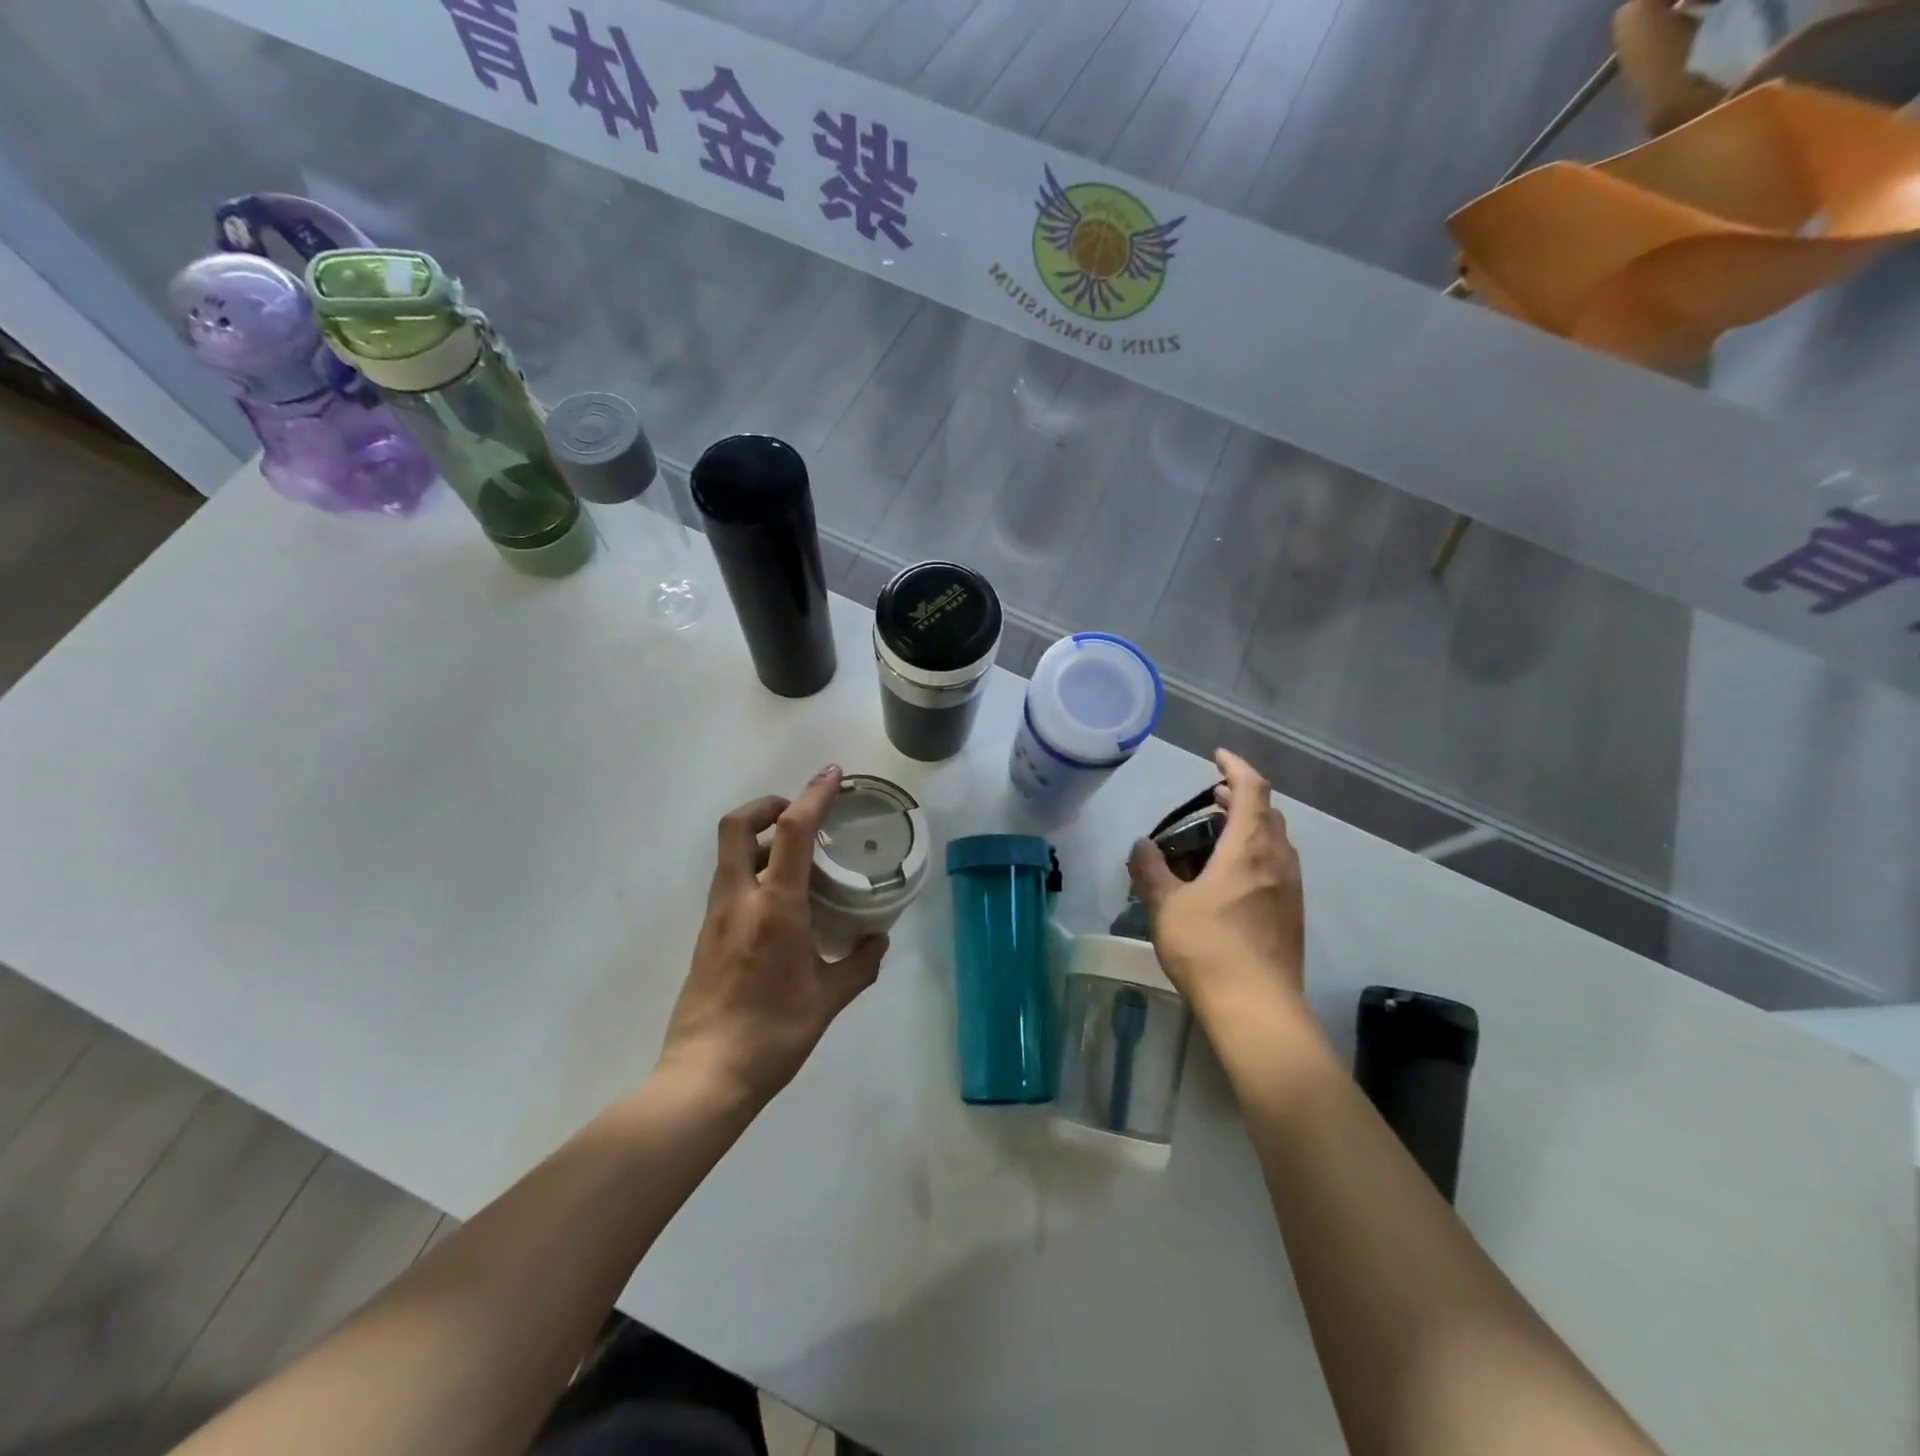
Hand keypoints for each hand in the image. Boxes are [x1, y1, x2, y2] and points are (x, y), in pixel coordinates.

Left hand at [661, 765, 888, 1106]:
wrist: (705, 1077)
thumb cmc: (773, 1035)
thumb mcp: (828, 1000)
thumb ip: (859, 964)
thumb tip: (878, 940)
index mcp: (775, 907)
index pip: (793, 831)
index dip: (814, 794)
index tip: (833, 774)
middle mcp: (739, 900)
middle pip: (739, 824)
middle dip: (770, 804)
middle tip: (802, 814)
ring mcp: (717, 916)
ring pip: (730, 852)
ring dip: (761, 837)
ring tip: (800, 858)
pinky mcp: (707, 935)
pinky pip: (730, 882)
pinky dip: (754, 869)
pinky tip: (782, 900)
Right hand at [1128, 749, 1308, 1034]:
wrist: (1257, 1008)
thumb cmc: (1207, 947)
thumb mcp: (1166, 906)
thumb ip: (1150, 870)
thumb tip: (1141, 845)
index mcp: (1248, 848)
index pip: (1252, 789)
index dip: (1235, 766)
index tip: (1216, 757)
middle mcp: (1277, 860)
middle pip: (1268, 813)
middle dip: (1241, 798)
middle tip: (1212, 800)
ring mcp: (1291, 888)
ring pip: (1276, 841)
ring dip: (1252, 828)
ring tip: (1220, 836)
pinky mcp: (1293, 914)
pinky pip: (1279, 867)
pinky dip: (1258, 855)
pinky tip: (1233, 879)